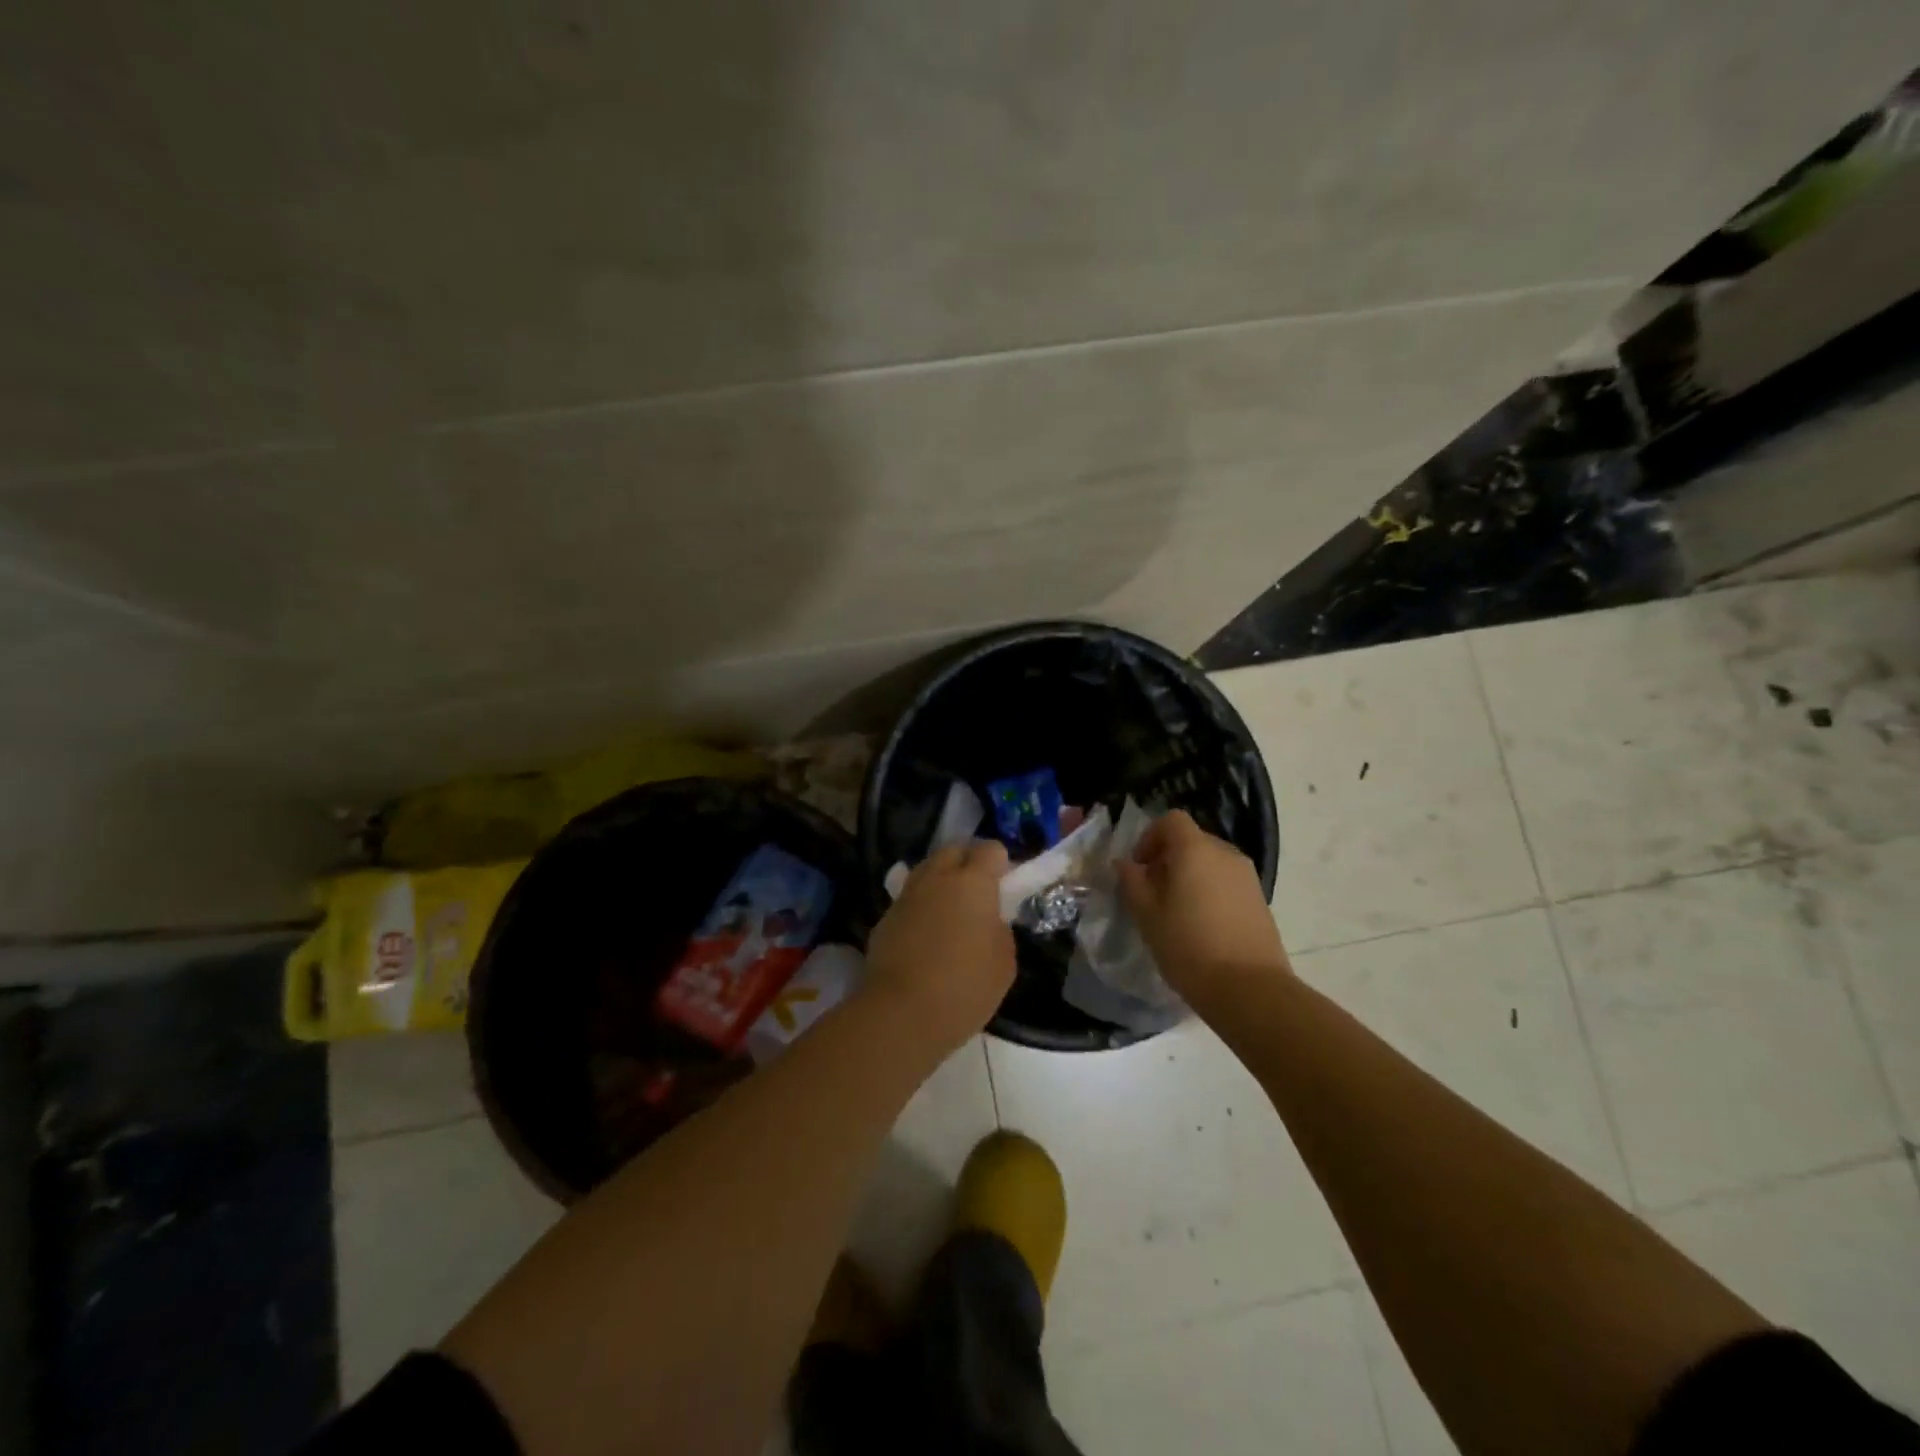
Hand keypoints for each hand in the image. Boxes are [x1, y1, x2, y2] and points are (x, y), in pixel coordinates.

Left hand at [864, 841, 1015, 1052]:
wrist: (901, 1013)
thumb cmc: (965, 987)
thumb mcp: (1004, 962)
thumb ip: (1000, 929)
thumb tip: (989, 921)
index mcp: (973, 881)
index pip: (990, 849)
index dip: (1001, 864)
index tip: (1006, 887)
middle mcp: (937, 877)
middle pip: (954, 850)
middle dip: (968, 862)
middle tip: (979, 894)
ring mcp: (907, 895)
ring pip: (927, 871)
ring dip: (942, 882)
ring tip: (952, 913)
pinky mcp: (885, 917)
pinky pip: (910, 899)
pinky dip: (922, 907)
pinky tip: (926, 937)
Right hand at [1118, 810, 1288, 1011]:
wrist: (1250, 989)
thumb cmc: (1188, 946)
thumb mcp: (1147, 915)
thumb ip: (1132, 882)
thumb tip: (1125, 864)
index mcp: (1195, 850)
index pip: (1171, 821)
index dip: (1150, 837)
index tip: (1140, 867)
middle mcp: (1225, 853)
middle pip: (1191, 840)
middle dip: (1168, 858)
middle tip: (1153, 892)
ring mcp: (1247, 876)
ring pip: (1210, 863)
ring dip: (1190, 876)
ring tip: (1176, 912)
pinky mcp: (1260, 900)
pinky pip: (1226, 882)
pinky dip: (1210, 892)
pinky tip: (1202, 926)